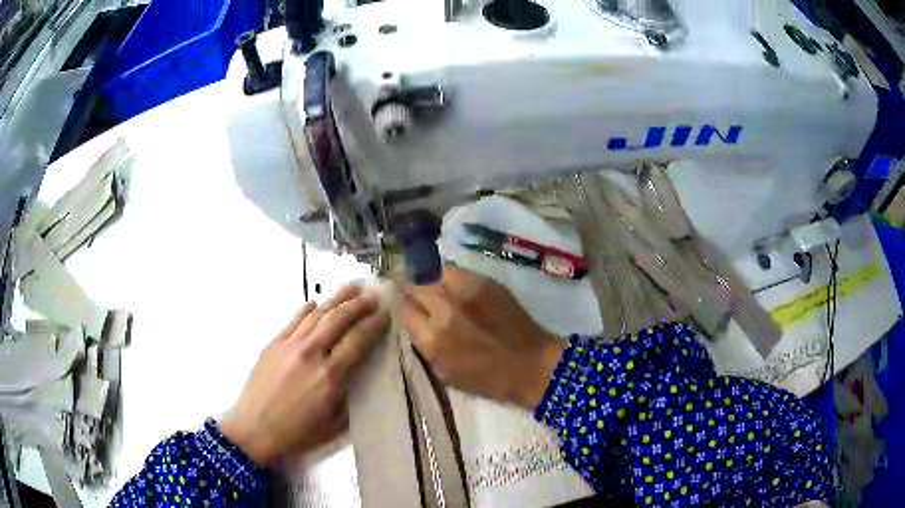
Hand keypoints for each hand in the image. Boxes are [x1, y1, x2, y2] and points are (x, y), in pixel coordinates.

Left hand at [219, 286, 387, 465]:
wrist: (254, 429)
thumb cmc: (298, 433)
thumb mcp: (335, 424)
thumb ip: (351, 395)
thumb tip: (361, 371)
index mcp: (330, 377)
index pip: (358, 341)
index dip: (373, 325)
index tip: (385, 315)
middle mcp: (311, 354)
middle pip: (339, 319)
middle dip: (358, 305)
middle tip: (372, 297)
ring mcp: (289, 345)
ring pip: (317, 315)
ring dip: (336, 299)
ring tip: (351, 288)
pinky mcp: (273, 343)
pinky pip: (294, 320)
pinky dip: (307, 309)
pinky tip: (315, 303)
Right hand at [398, 267, 564, 408]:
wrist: (532, 365)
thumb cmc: (487, 379)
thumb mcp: (444, 372)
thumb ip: (424, 344)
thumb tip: (412, 320)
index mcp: (434, 338)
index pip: (403, 309)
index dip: (399, 305)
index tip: (400, 305)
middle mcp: (445, 309)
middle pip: (416, 286)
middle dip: (412, 291)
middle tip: (417, 298)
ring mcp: (467, 290)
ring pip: (434, 273)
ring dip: (431, 282)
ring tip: (437, 291)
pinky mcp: (486, 281)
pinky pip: (457, 272)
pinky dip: (451, 279)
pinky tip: (456, 289)